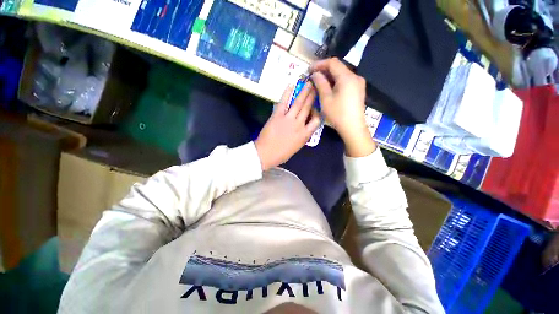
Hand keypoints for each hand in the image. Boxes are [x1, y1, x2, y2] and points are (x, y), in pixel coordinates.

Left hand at [255, 83, 320, 170]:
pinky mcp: (277, 116)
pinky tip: (291, 85)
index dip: (318, 112)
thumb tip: (304, 127)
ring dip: (304, 92)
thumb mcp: (296, 147)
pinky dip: (287, 94)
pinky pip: (283, 103)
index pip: (316, 120)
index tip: (317, 107)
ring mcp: (288, 119)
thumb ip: (302, 136)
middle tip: (316, 85)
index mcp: (305, 135)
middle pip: (308, 108)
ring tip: (308, 83)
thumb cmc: (281, 154)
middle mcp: (299, 125)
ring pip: (298, 103)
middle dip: (313, 96)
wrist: (266, 154)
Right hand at [310, 58, 375, 156]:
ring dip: (330, 76)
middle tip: (312, 76)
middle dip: (324, 70)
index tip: (309, 69)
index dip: (320, 64)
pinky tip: (329, 87)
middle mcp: (355, 76)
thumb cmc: (338, 114)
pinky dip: (336, 81)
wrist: (353, 128)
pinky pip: (346, 81)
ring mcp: (358, 83)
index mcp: (347, 77)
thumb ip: (320, 83)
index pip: (333, 63)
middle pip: (338, 67)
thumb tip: (315, 74)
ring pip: (342, 74)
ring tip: (318, 82)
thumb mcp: (326, 99)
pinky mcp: (358, 90)